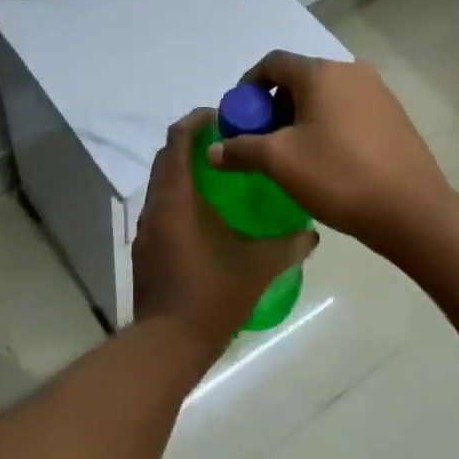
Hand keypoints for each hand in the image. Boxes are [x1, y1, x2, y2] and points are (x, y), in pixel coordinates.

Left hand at [132, 109, 317, 353]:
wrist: (169, 343)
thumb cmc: (213, 295)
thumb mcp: (259, 267)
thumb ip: (289, 245)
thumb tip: (312, 234)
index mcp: (177, 198)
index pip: (178, 140)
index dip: (197, 121)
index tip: (223, 115)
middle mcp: (156, 205)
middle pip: (167, 157)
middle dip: (193, 143)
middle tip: (229, 143)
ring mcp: (147, 229)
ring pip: (163, 183)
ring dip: (186, 171)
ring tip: (222, 176)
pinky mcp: (146, 249)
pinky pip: (162, 207)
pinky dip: (182, 197)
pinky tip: (208, 217)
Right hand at [208, 52, 452, 254]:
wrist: (411, 210)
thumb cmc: (338, 176)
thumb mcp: (279, 162)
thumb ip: (241, 149)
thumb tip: (213, 150)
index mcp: (322, 73)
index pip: (273, 63)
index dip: (248, 86)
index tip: (239, 117)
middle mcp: (352, 72)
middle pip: (300, 78)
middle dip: (274, 105)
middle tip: (262, 140)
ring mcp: (379, 93)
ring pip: (326, 96)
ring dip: (301, 117)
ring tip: (293, 154)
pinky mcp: (394, 116)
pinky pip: (349, 110)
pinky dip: (329, 125)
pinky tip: (327, 160)